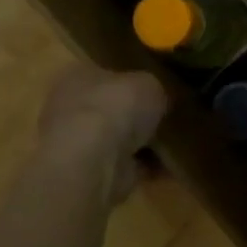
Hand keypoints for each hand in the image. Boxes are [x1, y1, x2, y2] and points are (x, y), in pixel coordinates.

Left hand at [37, 64, 167, 200]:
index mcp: (77, 75)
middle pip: (110, 107)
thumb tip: (158, 98)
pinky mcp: (91, 175)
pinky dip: (146, 167)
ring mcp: (78, 144)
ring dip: (142, 142)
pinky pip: (126, 165)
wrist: (94, 163)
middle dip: (135, 113)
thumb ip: (154, 88)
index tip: (156, 84)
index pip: (104, 71)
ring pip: (117, 139)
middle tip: (167, 112)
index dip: (130, 77)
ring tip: (175, 140)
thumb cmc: (115, 107)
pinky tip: (170, 164)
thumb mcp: (149, 82)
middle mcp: (71, 107)